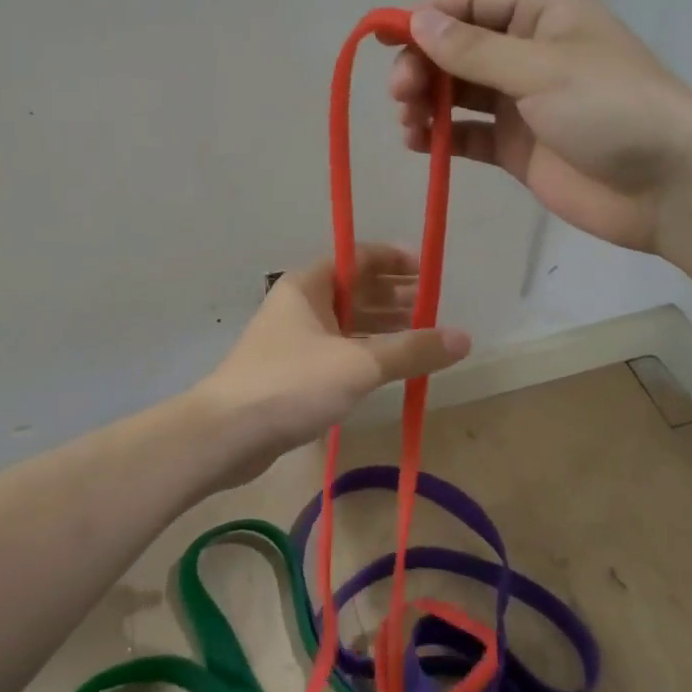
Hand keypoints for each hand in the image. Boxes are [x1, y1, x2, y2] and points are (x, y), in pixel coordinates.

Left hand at [197, 245, 471, 484]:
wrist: (227, 435)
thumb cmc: (292, 383)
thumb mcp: (358, 364)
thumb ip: (411, 350)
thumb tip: (464, 338)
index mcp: (309, 285)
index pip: (358, 257)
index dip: (394, 260)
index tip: (429, 271)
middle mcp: (300, 304)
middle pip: (354, 289)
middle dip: (394, 295)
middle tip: (433, 308)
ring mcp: (294, 339)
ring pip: (347, 322)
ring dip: (383, 325)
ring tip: (422, 336)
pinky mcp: (292, 372)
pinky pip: (338, 350)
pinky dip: (365, 352)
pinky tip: (389, 367)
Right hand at [389, 0, 691, 255]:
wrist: (668, 187)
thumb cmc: (611, 109)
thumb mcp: (541, 69)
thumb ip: (474, 49)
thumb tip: (417, 20)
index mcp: (542, 18)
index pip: (472, 3)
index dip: (428, 16)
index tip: (389, 38)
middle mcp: (527, 56)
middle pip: (457, 50)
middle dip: (423, 66)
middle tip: (401, 92)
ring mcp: (521, 105)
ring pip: (458, 92)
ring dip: (426, 101)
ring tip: (408, 120)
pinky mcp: (516, 149)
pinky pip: (467, 135)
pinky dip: (440, 136)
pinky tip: (418, 143)